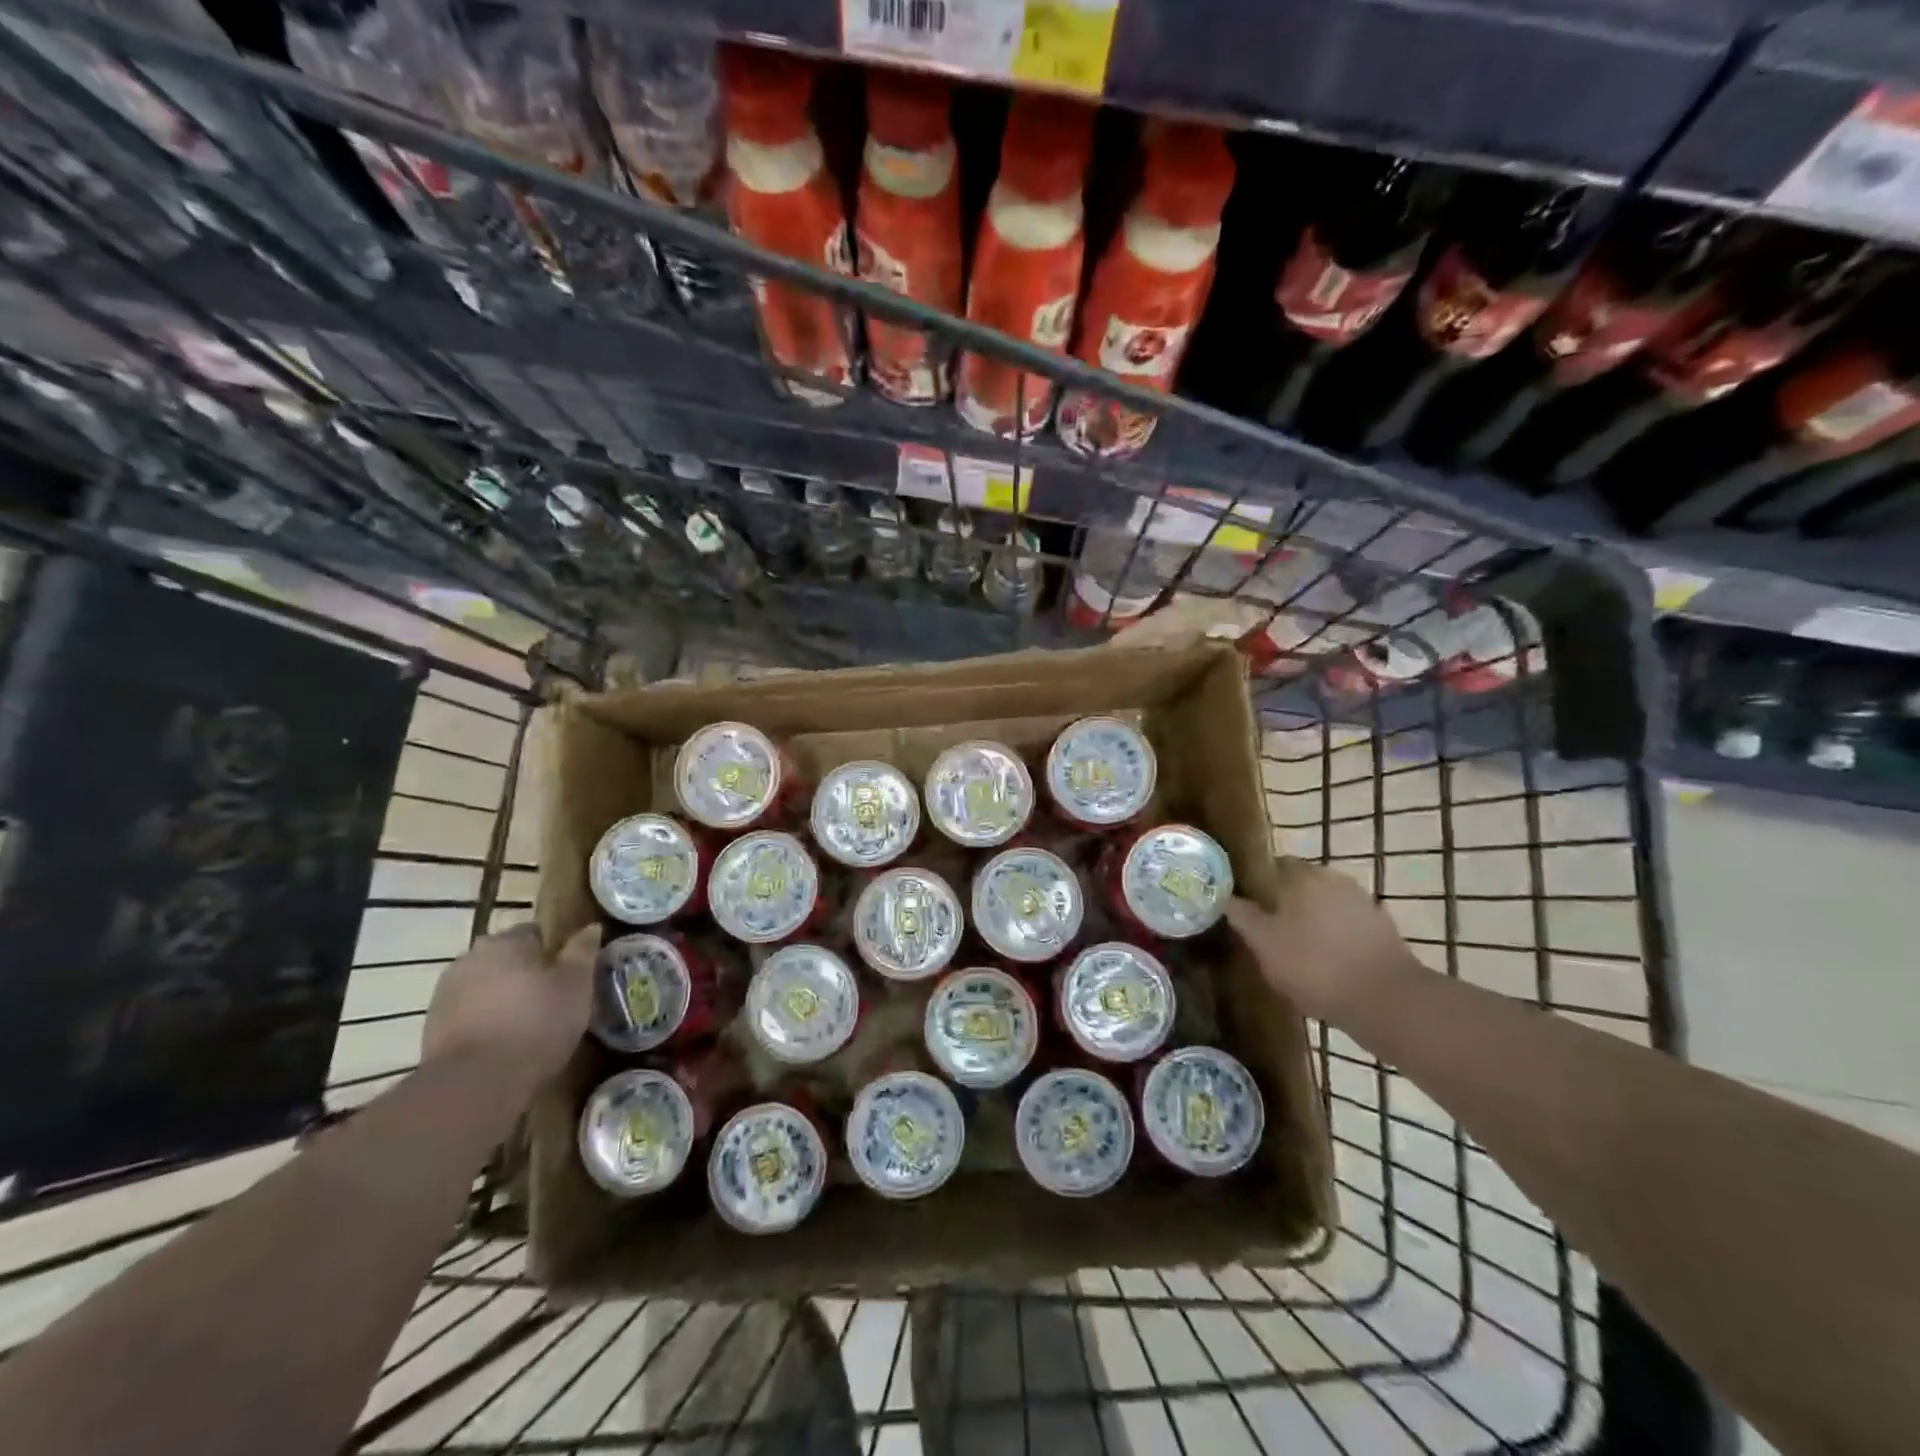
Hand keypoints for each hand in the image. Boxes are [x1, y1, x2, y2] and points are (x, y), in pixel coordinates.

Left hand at [422, 923, 600, 1080]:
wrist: (475, 1084)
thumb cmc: (537, 1023)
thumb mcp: (576, 985)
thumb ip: (582, 951)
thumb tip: (590, 927)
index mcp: (506, 941)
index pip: (535, 932)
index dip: (554, 951)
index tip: (568, 973)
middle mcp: (471, 957)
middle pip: (506, 958)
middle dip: (525, 972)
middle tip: (550, 998)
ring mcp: (445, 992)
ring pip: (485, 985)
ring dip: (502, 996)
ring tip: (526, 1024)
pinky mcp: (432, 1026)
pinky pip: (468, 1013)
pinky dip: (484, 1020)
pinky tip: (502, 1042)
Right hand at [1224, 861, 1418, 1017]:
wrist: (1388, 1001)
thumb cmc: (1315, 967)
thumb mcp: (1264, 945)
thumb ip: (1242, 917)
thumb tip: (1225, 897)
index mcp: (1301, 875)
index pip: (1270, 865)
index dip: (1255, 883)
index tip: (1245, 905)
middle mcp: (1332, 878)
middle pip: (1299, 882)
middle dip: (1283, 901)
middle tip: (1268, 929)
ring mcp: (1361, 900)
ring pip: (1323, 902)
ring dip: (1310, 917)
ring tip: (1296, 947)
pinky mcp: (1381, 925)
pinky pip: (1345, 921)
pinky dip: (1334, 933)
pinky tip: (1327, 958)